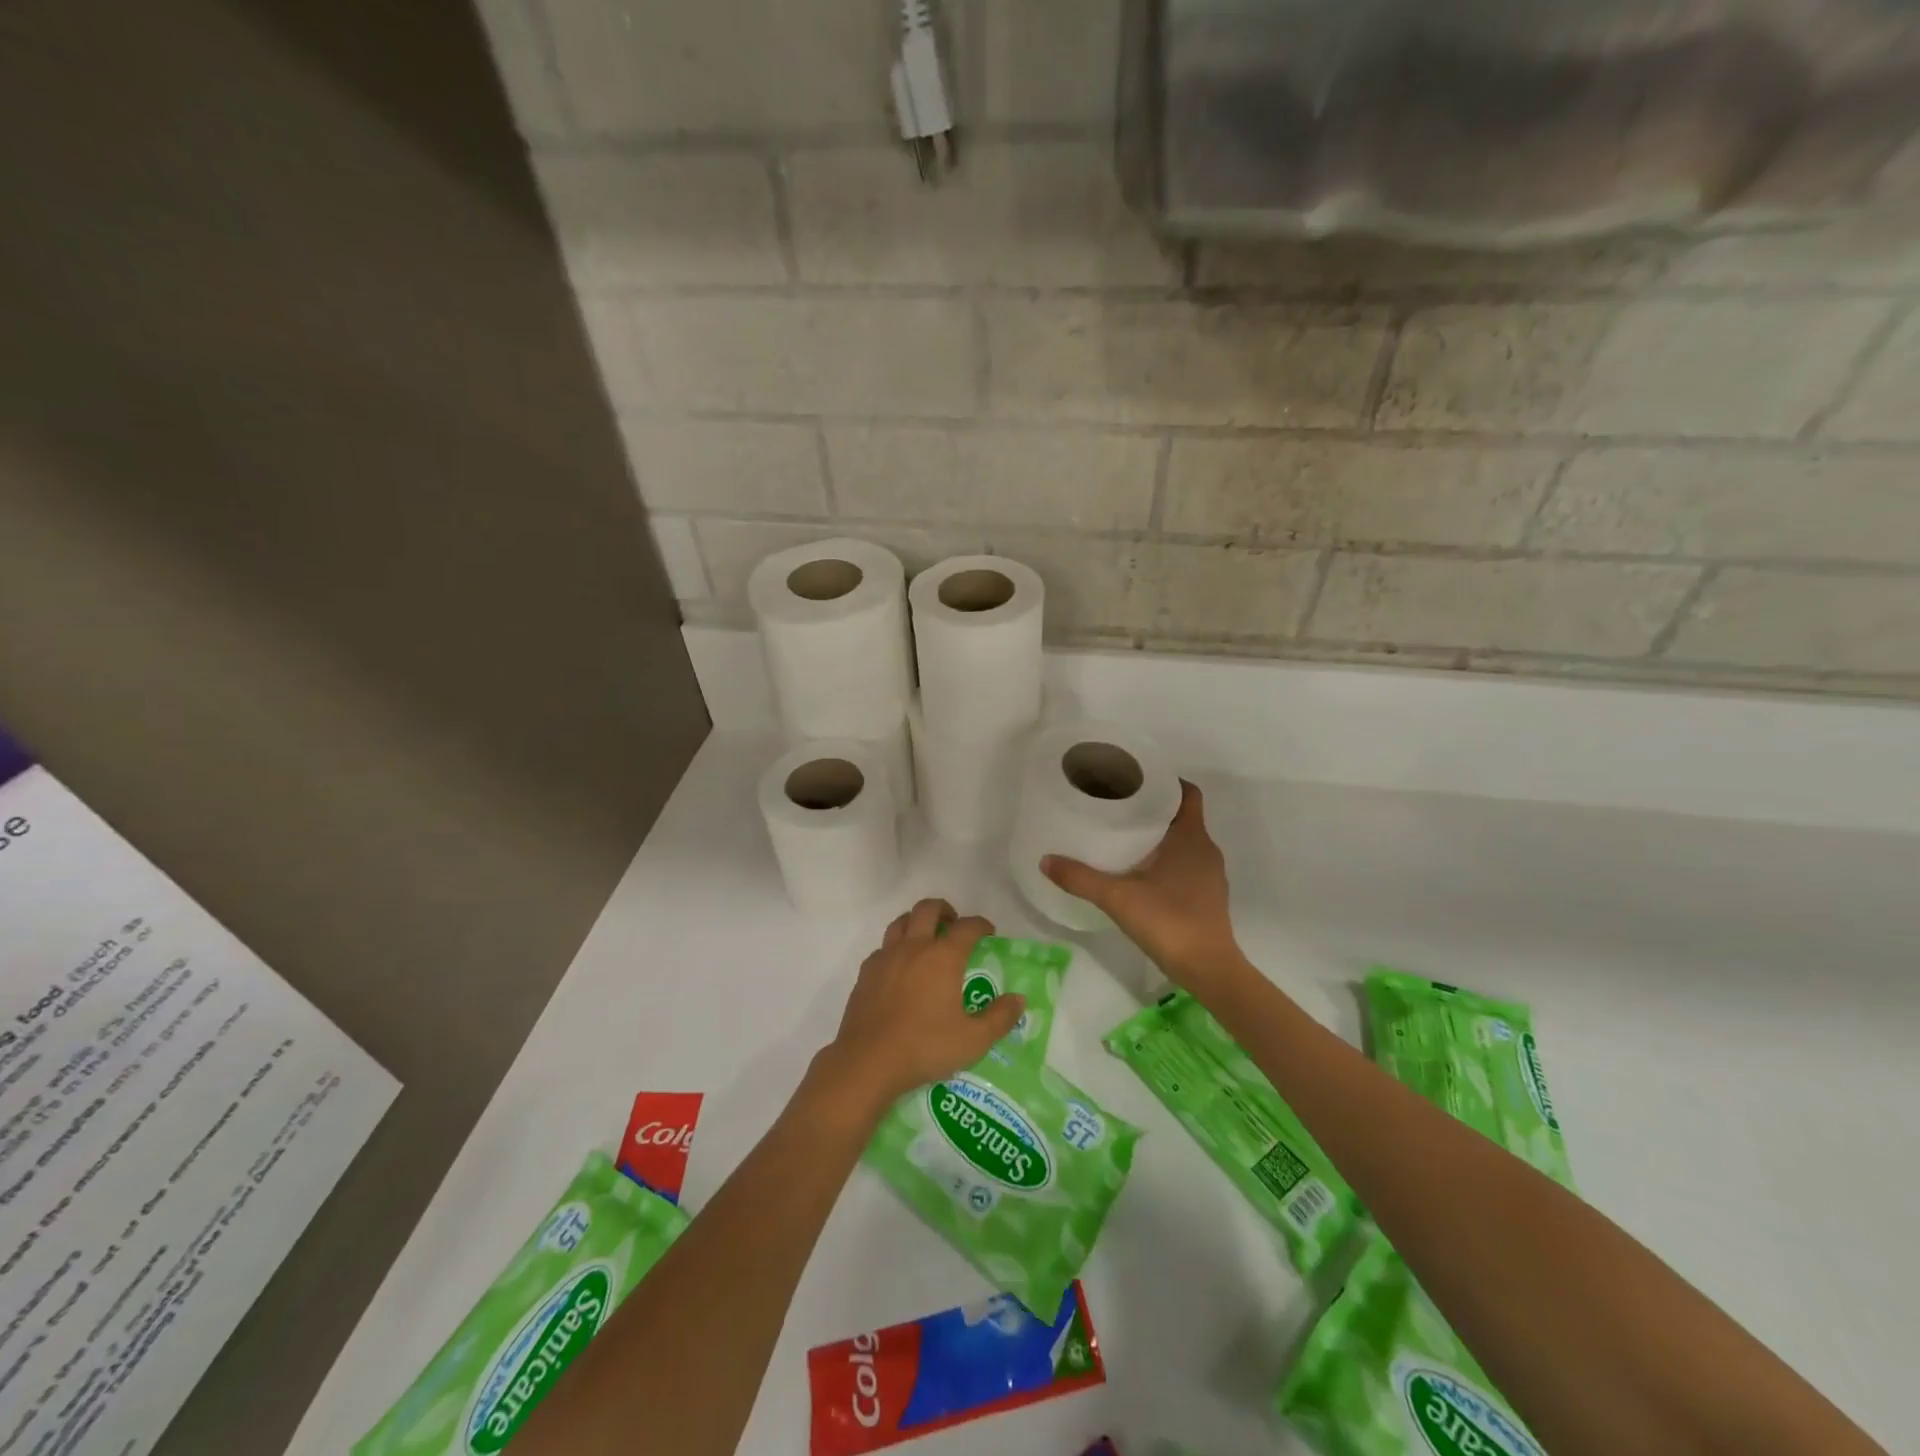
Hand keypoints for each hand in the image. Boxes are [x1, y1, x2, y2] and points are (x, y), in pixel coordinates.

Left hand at [816, 899, 1024, 1115]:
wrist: (868, 1061)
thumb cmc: (925, 1047)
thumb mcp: (973, 1040)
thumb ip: (1000, 1018)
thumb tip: (1019, 1000)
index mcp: (943, 957)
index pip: (967, 927)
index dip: (981, 925)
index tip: (988, 932)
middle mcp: (914, 947)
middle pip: (928, 909)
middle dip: (945, 910)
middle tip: (954, 925)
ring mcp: (886, 957)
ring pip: (901, 921)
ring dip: (917, 921)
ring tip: (926, 938)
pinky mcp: (866, 972)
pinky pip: (883, 947)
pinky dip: (896, 947)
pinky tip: (900, 968)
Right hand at [1042, 780, 1249, 992]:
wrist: (1209, 971)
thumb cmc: (1169, 922)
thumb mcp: (1118, 898)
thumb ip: (1081, 878)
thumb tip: (1045, 860)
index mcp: (1191, 838)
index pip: (1187, 793)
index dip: (1166, 781)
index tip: (1135, 779)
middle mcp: (1206, 850)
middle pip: (1182, 816)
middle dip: (1153, 809)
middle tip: (1118, 806)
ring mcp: (1210, 875)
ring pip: (1184, 842)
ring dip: (1159, 836)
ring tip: (1123, 837)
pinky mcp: (1207, 897)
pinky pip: (1187, 865)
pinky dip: (1166, 860)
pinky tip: (1139, 873)